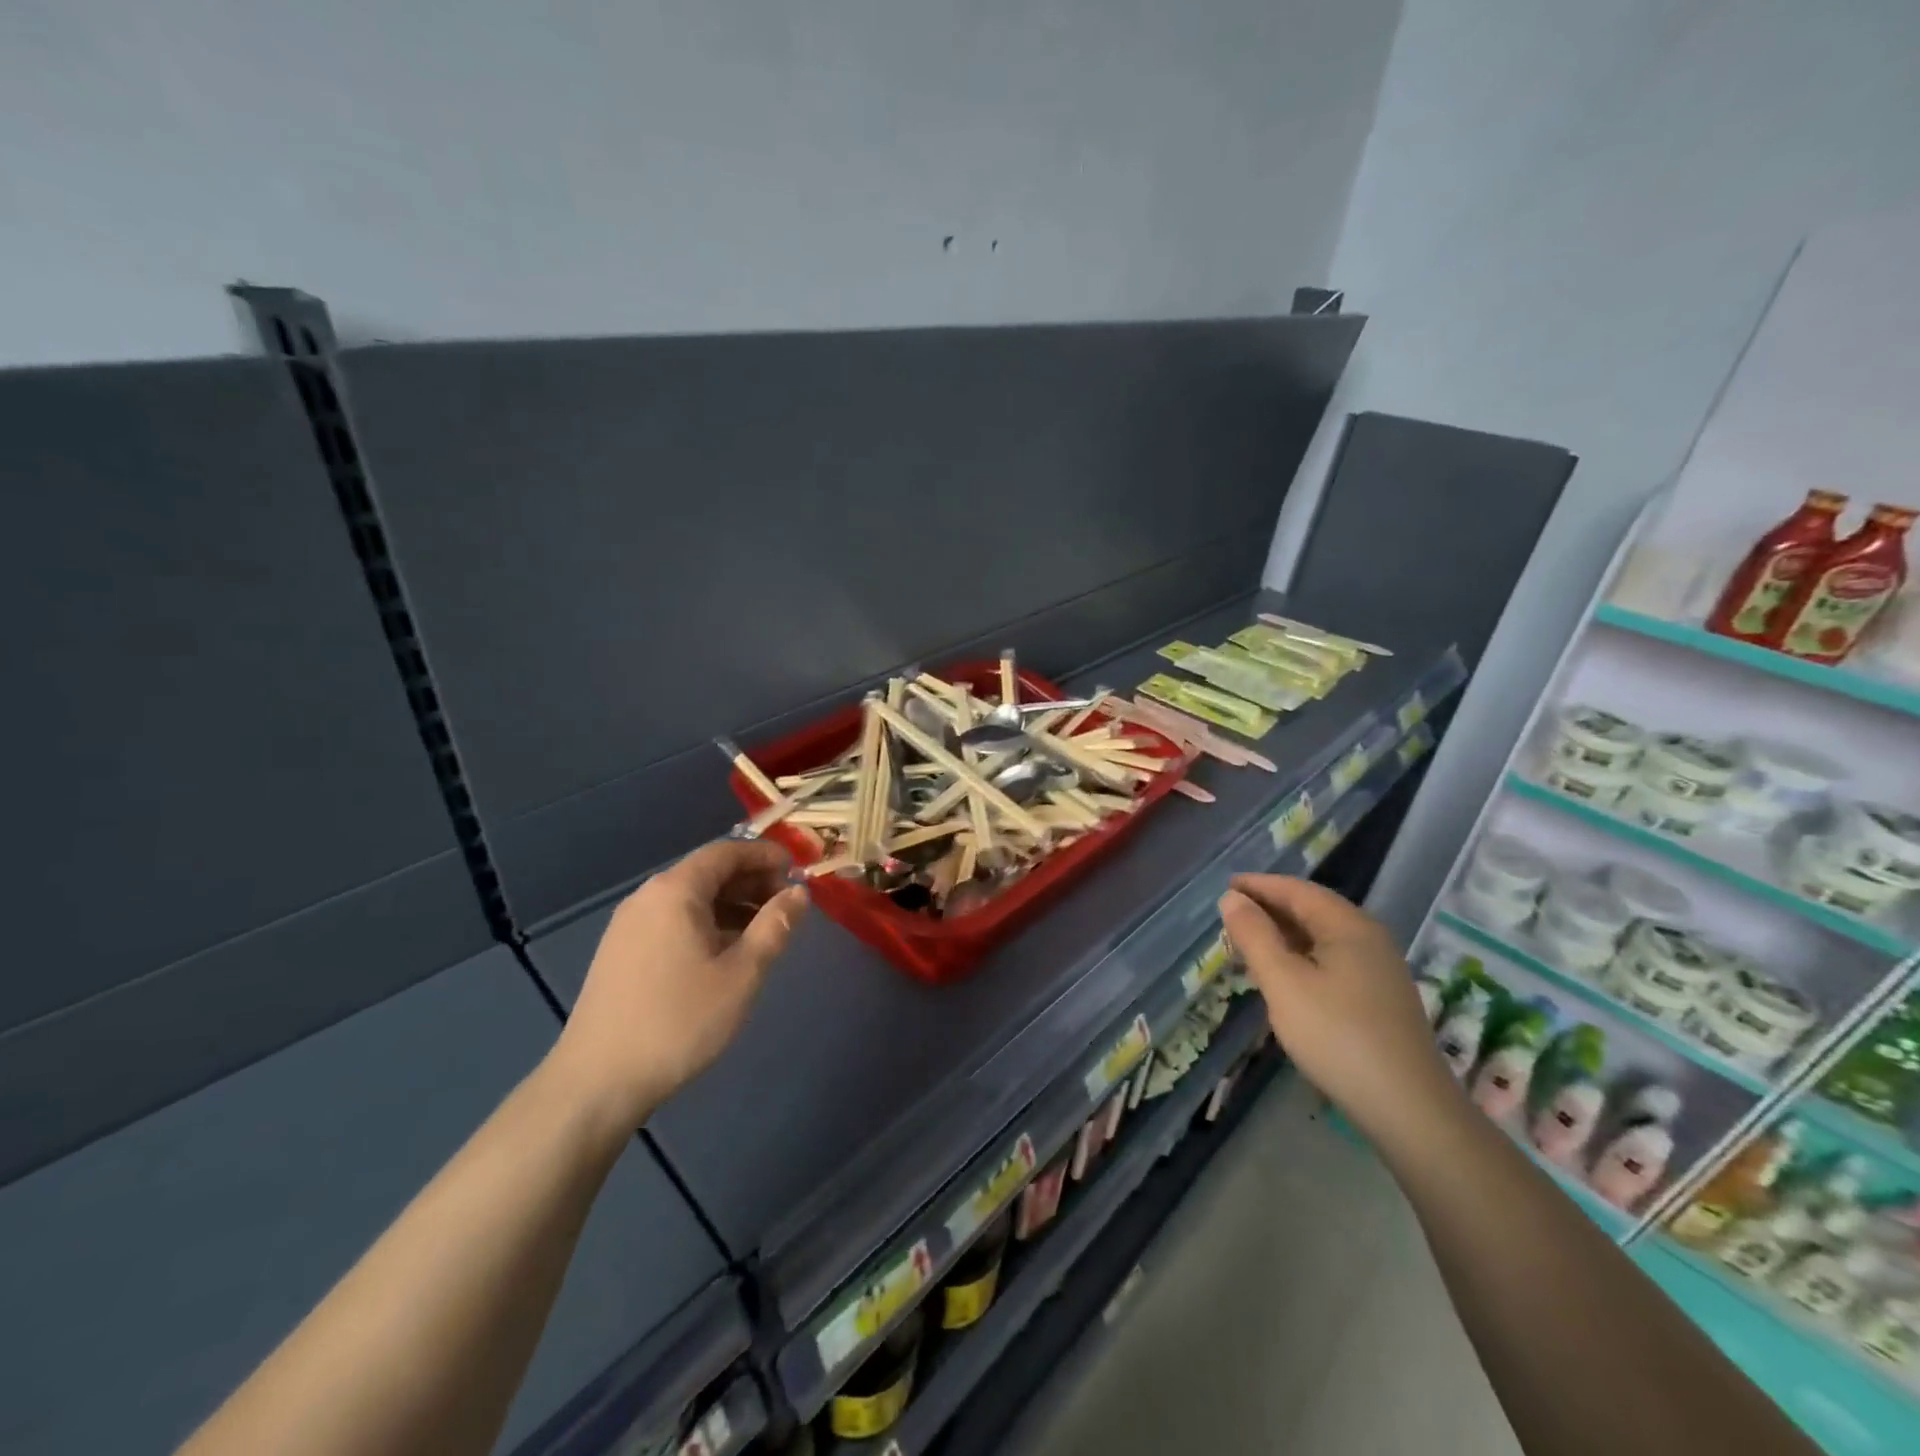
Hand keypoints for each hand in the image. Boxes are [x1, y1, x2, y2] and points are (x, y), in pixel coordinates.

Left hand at [548, 839, 806, 1128]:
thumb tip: (800, 893)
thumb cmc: (679, 1021)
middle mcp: (648, 897)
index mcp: (675, 891)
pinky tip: (726, 954)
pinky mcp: (621, 953)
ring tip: (764, 933)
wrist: (597, 1083)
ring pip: (691, 899)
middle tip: (787, 907)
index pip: (727, 851)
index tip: (799, 872)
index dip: (766, 855)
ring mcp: (629, 925)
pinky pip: (673, 921)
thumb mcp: (742, 974)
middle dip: (752, 882)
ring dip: (732, 905)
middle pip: (708, 872)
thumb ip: (775, 926)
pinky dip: (707, 924)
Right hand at [1218, 875, 1458, 1143]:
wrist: (1409, 1110)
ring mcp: (1378, 969)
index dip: (1258, 885)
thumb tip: (1232, 898)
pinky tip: (1282, 976)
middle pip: (1311, 909)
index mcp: (1348, 925)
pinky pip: (1331, 960)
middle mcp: (1368, 938)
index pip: (1296, 890)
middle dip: (1269, 908)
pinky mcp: (1379, 997)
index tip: (1224, 887)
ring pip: (1321, 937)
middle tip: (1230, 917)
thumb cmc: (1337, 1036)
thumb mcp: (1283, 982)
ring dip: (1283, 934)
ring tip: (1247, 944)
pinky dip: (1300, 956)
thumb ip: (1254, 936)